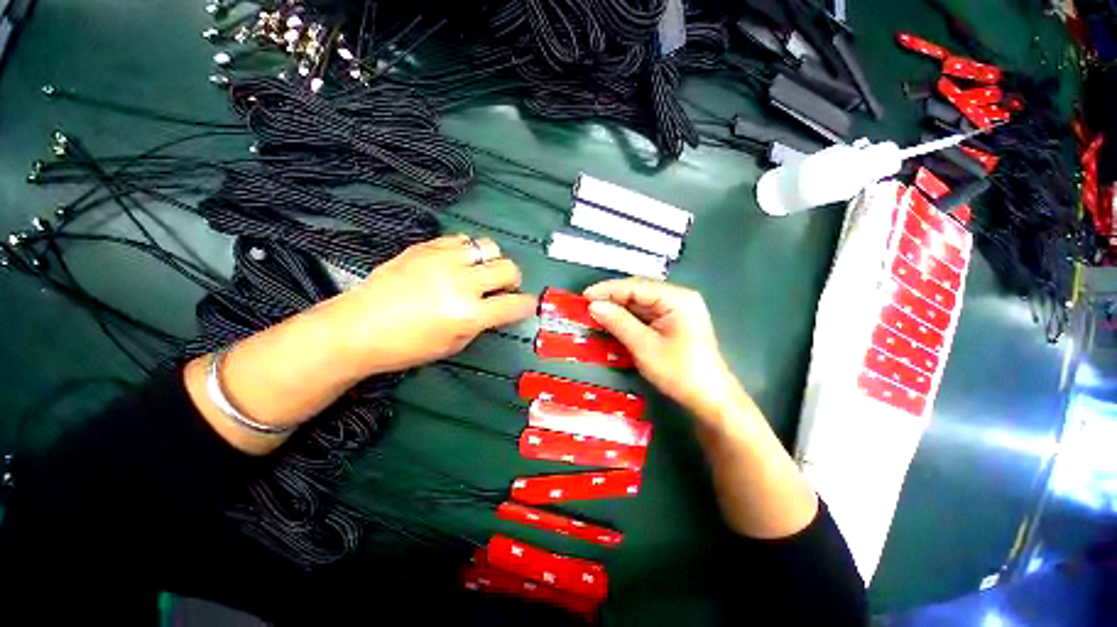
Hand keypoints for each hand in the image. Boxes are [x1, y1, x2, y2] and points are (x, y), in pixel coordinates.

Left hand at [321, 235, 536, 378]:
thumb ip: (480, 324)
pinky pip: (461, 239)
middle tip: (501, 289)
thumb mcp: (453, 344)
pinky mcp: (426, 247)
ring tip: (479, 272)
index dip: (527, 305)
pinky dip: (467, 251)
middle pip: (508, 268)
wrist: (357, 327)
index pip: (515, 304)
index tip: (526, 305)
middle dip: (513, 280)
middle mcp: (462, 282)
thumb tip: (495, 309)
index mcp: (469, 314)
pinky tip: (457, 262)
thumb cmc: (406, 347)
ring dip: (491, 261)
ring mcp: (443, 260)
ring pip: (488, 246)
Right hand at [584, 278, 744, 423]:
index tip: (584, 296)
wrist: (710, 399)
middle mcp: (678, 298)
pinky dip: (629, 318)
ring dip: (619, 308)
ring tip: (595, 313)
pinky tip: (614, 322)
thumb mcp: (644, 347)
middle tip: (587, 305)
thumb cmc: (679, 372)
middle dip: (612, 298)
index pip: (636, 286)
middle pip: (639, 292)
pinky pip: (646, 315)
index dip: (608, 289)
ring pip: (641, 303)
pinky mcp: (674, 323)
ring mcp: (677, 310)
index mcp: (677, 298)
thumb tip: (594, 306)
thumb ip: (619, 322)